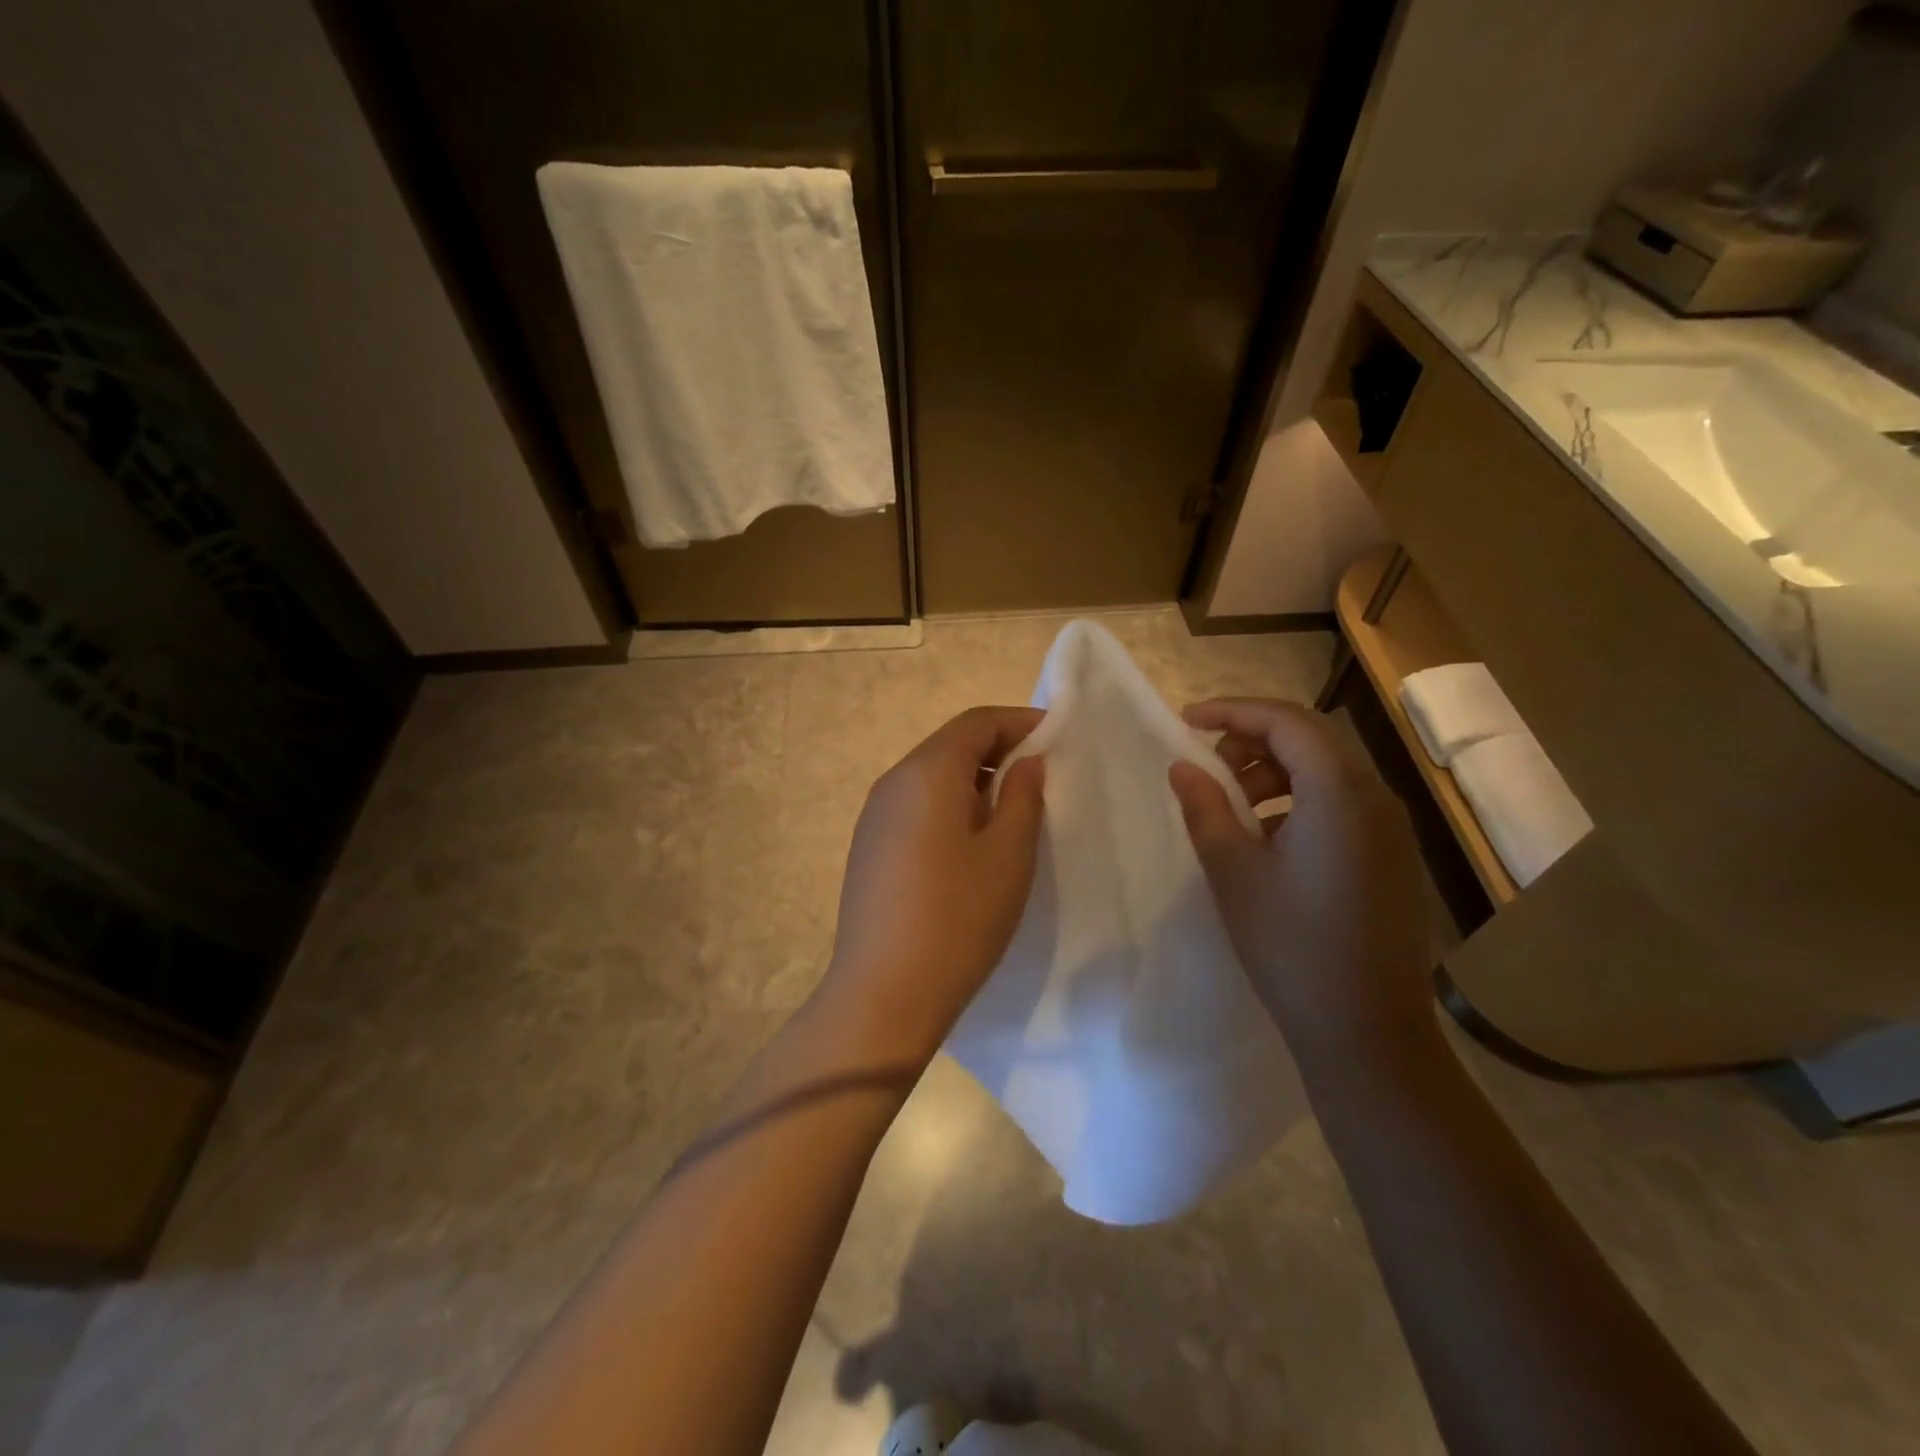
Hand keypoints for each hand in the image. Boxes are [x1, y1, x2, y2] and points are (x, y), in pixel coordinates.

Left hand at [815, 706, 1046, 1059]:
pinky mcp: (869, 845)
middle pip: (949, 744)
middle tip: (1038, 769)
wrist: (884, 992)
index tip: (1054, 732)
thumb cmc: (959, 917)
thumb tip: (1025, 762)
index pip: (975, 723)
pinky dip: (948, 802)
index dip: (1017, 720)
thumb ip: (1023, 797)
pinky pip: (914, 804)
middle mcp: (893, 782)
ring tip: (1010, 805)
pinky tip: (969, 838)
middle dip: (996, 747)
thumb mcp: (1008, 854)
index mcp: (927, 773)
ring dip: (972, 777)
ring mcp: (874, 815)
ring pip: (930, 775)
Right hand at [1168, 698, 1431, 1073]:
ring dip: (1275, 772)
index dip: (1233, 711)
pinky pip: (1342, 804)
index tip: (1187, 721)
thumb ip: (1205, 807)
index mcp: (1340, 793)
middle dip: (1252, 741)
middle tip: (1207, 767)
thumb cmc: (1291, 946)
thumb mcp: (1233, 871)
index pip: (1286, 720)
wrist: (1367, 1032)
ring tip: (1233, 807)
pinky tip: (1268, 841)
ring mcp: (1391, 830)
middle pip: (1310, 739)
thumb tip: (1183, 766)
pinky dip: (1298, 801)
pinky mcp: (1393, 858)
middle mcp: (1377, 799)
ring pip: (1327, 772)